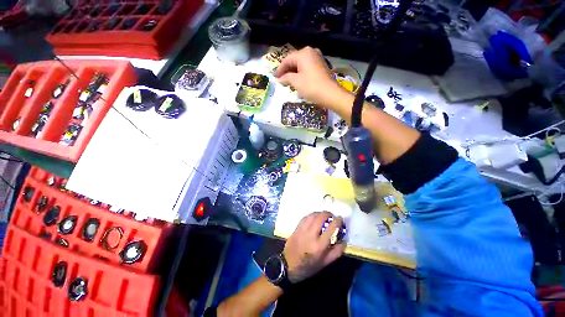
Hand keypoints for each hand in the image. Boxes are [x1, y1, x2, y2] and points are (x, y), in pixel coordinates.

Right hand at [274, 47, 347, 109]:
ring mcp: (317, 58)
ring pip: (301, 65)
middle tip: (281, 80)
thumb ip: (286, 78)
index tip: (275, 77)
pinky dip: (301, 74)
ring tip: (288, 82)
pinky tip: (298, 81)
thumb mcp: (296, 82)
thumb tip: (279, 79)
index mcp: (303, 53)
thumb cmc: (311, 86)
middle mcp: (311, 52)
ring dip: (294, 73)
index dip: (280, 69)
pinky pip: (308, 68)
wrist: (330, 94)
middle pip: (294, 61)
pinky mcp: (321, 66)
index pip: (287, 60)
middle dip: (287, 71)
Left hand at [283, 211, 345, 282]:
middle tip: (331, 215)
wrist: (288, 266)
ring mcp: (302, 230)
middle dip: (327, 214)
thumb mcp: (324, 263)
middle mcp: (310, 235)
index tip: (340, 218)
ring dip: (319, 213)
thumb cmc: (308, 267)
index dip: (337, 221)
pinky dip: (311, 215)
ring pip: (312, 216)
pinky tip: (314, 217)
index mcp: (319, 246)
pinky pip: (305, 218)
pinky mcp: (296, 228)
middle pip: (320, 218)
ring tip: (323, 215)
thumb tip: (344, 240)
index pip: (331, 228)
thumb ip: (336, 252)